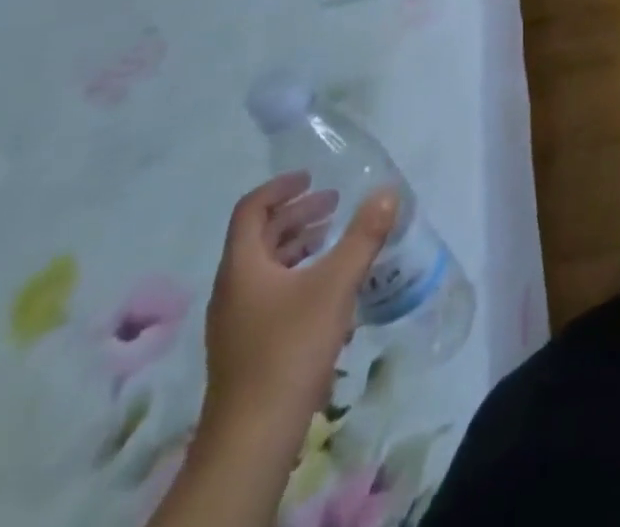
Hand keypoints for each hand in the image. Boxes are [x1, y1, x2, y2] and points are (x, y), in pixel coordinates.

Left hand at [200, 172, 397, 455]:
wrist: (251, 441)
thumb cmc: (290, 349)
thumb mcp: (336, 284)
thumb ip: (363, 235)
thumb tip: (388, 191)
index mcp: (242, 267)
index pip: (251, 210)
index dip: (280, 187)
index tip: (311, 177)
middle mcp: (232, 289)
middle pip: (258, 237)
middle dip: (296, 214)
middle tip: (333, 203)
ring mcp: (235, 323)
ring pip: (264, 267)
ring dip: (297, 244)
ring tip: (332, 238)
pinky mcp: (246, 349)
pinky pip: (269, 293)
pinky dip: (296, 275)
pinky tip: (326, 289)